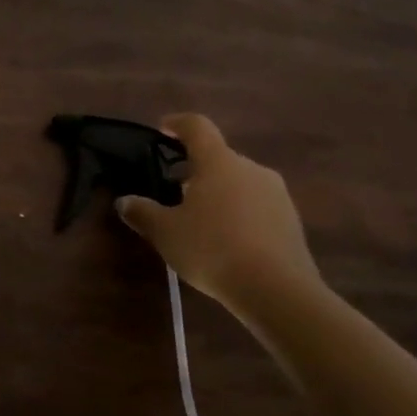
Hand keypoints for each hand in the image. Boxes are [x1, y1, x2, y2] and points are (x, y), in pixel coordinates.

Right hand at [115, 113, 323, 319]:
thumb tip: (125, 201)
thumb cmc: (212, 249)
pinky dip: (238, 214)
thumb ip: (142, 212)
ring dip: (218, 193)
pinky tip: (226, 241)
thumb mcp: (165, 232)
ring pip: (239, 182)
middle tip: (174, 191)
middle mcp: (251, 169)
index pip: (197, 126)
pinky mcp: (292, 221)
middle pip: (219, 157)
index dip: (177, 124)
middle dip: (195, 169)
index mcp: (218, 162)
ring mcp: (277, 194)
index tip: (163, 129)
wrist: (278, 291)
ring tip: (199, 220)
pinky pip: (257, 206)